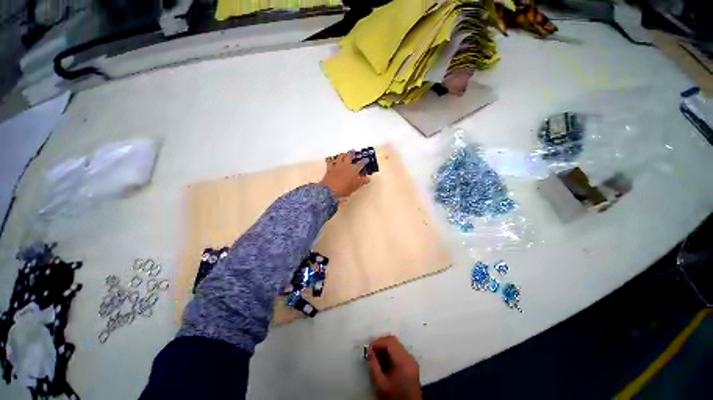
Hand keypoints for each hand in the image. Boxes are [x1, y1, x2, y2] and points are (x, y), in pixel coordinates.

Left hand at [320, 152, 369, 198]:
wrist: (330, 189)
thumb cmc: (344, 188)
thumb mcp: (355, 186)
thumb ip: (362, 181)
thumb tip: (368, 178)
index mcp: (353, 169)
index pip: (360, 164)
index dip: (363, 162)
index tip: (365, 160)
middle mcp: (346, 165)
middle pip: (348, 157)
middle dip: (351, 153)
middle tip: (352, 150)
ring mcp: (337, 166)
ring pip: (340, 157)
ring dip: (342, 155)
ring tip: (343, 153)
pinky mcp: (329, 168)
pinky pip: (331, 162)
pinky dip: (332, 160)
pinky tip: (332, 160)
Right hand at [367, 335, 421, 399]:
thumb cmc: (394, 397)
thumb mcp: (380, 384)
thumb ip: (373, 366)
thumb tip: (369, 351)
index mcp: (403, 361)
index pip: (390, 342)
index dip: (378, 342)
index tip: (368, 348)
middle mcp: (409, 357)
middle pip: (394, 341)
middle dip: (381, 343)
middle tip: (371, 350)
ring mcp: (412, 360)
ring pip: (396, 345)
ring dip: (385, 347)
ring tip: (376, 355)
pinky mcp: (411, 363)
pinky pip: (399, 351)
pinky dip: (390, 352)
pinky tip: (383, 360)